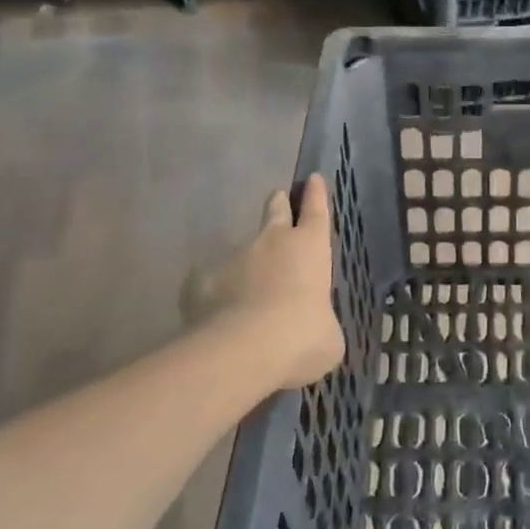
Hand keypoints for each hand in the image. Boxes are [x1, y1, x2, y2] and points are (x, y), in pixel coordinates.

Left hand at [183, 175, 344, 390]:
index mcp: (310, 248)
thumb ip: (321, 323)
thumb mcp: (328, 337)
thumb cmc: (302, 338)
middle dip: (278, 204)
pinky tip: (217, 318)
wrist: (244, 350)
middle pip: (275, 211)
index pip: (317, 211)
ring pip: (241, 252)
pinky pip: (211, 283)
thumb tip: (314, 329)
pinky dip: (216, 294)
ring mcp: (233, 257)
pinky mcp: (201, 280)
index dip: (316, 194)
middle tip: (278, 199)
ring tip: (246, 296)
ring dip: (246, 264)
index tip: (314, 178)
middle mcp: (272, 242)